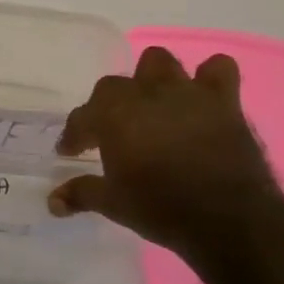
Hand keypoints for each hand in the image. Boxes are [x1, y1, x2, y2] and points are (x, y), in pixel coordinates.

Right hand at [48, 45, 283, 257]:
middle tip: (112, 133)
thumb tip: (53, 202)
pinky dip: (209, 77)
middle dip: (108, 106)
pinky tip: (203, 95)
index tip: (71, 152)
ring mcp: (184, 93)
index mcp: (111, 115)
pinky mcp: (222, 101)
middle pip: (113, 87)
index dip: (74, 136)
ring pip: (157, 62)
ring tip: (153, 103)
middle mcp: (143, 94)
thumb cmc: (161, 209)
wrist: (230, 221)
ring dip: (151, 79)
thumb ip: (80, 194)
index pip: (81, 118)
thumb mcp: (113, 204)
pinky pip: (218, 69)